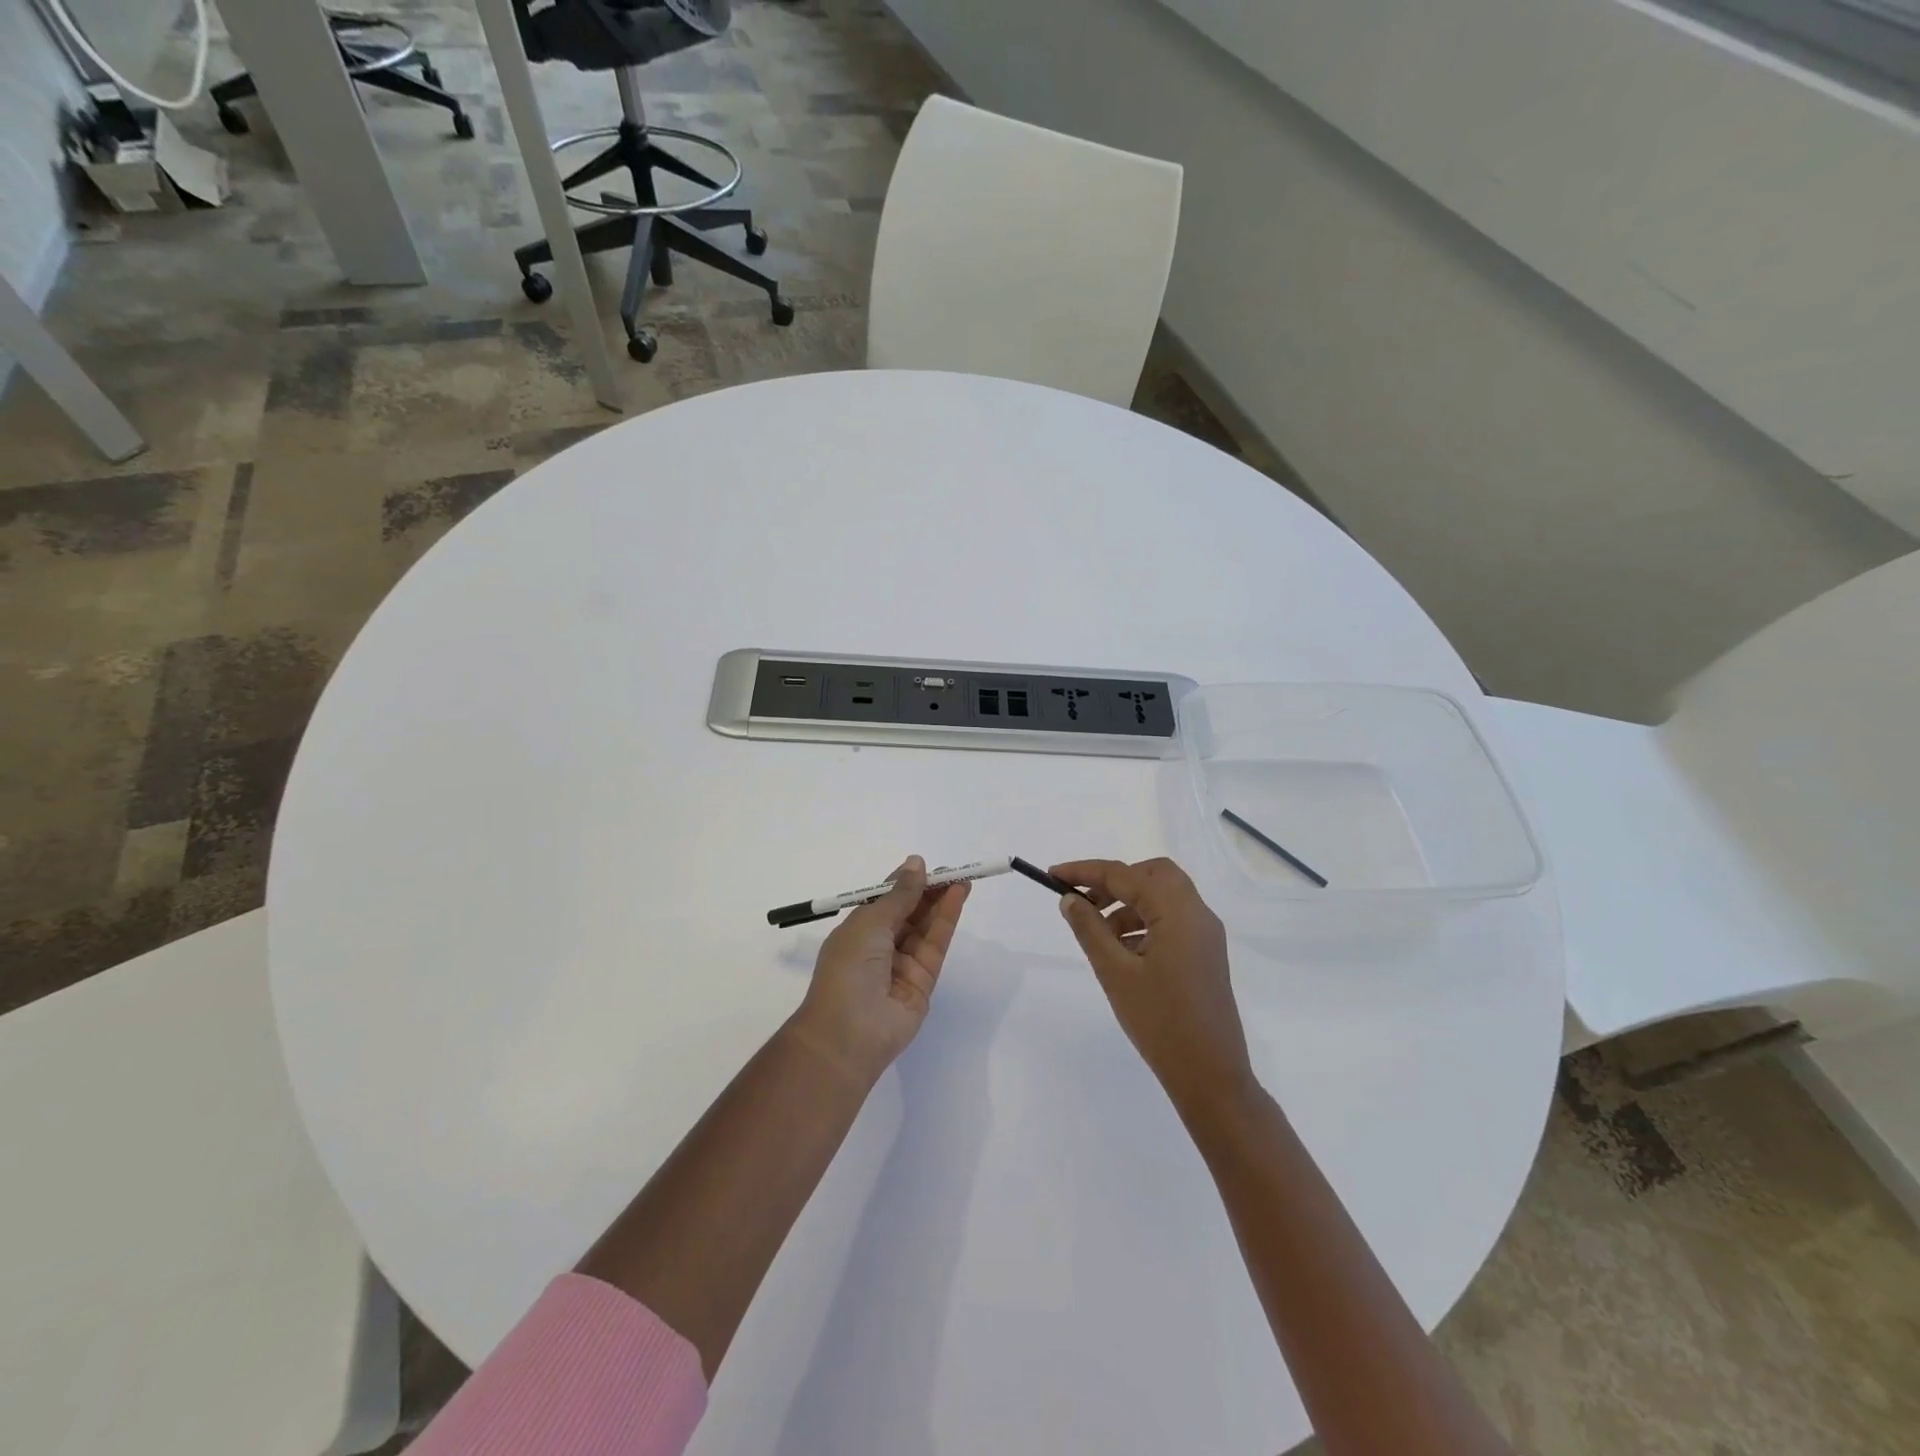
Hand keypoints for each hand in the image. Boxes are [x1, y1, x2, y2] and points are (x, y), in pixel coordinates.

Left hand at [787, 856, 970, 1086]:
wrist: (849, 1032)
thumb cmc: (848, 969)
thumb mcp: (869, 923)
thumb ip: (899, 894)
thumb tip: (915, 863)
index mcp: (857, 932)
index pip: (885, 901)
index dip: (904, 883)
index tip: (925, 866)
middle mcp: (879, 947)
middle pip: (909, 913)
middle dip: (928, 891)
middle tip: (952, 871)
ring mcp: (902, 965)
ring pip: (925, 927)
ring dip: (942, 902)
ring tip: (961, 879)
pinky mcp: (924, 981)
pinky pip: (936, 945)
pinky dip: (947, 920)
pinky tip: (957, 897)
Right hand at [1052, 858, 1254, 1114]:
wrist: (1210, 1076)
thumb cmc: (1160, 1021)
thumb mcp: (1115, 972)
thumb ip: (1090, 929)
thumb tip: (1070, 899)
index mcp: (1177, 911)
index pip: (1125, 874)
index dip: (1086, 871)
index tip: (1053, 875)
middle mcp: (1197, 914)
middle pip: (1153, 874)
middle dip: (1115, 881)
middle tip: (1084, 901)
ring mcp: (1205, 934)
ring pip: (1163, 897)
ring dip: (1128, 903)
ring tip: (1098, 933)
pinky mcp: (1205, 954)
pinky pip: (1172, 920)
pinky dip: (1144, 921)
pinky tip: (1121, 950)